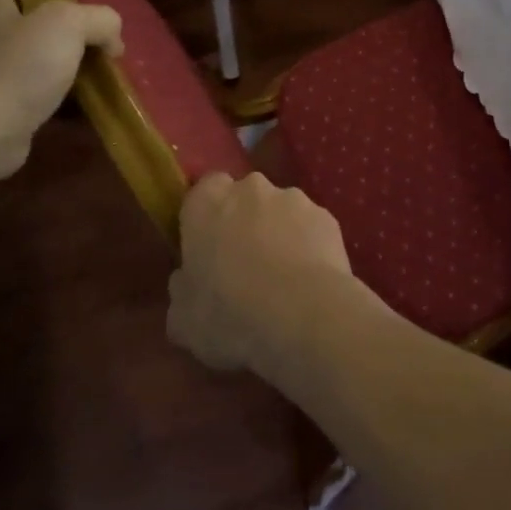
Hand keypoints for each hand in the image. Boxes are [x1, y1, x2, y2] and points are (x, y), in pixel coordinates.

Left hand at [0, 0, 122, 183]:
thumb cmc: (17, 67)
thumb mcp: (67, 23)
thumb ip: (99, 18)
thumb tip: (113, 40)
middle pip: (37, 19)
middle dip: (73, 25)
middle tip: (107, 31)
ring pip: (41, 58)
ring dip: (71, 62)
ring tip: (107, 66)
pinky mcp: (1, 108)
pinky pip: (41, 92)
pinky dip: (64, 95)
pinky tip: (90, 99)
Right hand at [168, 172, 369, 375]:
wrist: (304, 315)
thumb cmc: (230, 314)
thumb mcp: (183, 319)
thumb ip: (182, 289)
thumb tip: (187, 279)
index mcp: (207, 203)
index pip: (203, 190)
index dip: (206, 215)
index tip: (207, 245)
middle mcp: (251, 189)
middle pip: (244, 198)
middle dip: (244, 221)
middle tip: (244, 264)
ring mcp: (295, 199)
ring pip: (280, 211)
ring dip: (278, 233)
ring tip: (282, 278)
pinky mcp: (328, 217)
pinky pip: (310, 228)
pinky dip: (308, 246)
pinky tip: (309, 281)